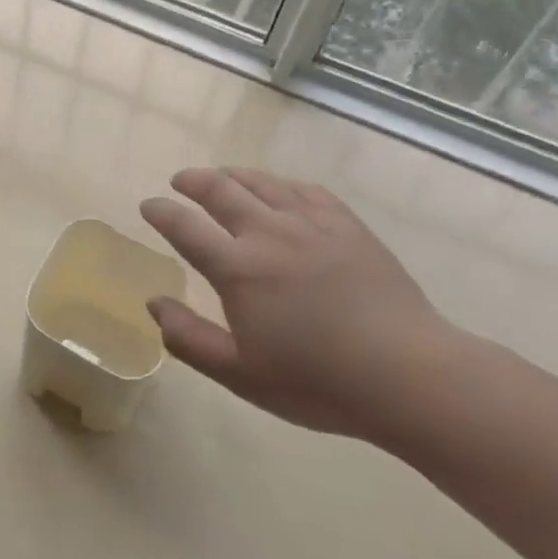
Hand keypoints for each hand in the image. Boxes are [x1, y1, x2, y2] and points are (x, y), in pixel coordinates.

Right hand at [140, 168, 459, 440]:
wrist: (409, 374)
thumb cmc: (318, 382)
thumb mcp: (241, 374)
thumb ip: (189, 338)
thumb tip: (153, 303)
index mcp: (238, 269)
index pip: (185, 227)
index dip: (162, 212)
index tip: (148, 205)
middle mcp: (268, 233)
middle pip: (221, 190)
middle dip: (194, 181)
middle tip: (180, 180)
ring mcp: (311, 224)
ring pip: (262, 183)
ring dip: (233, 175)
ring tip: (221, 176)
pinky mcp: (347, 225)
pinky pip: (305, 190)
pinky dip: (281, 184)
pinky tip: (280, 189)